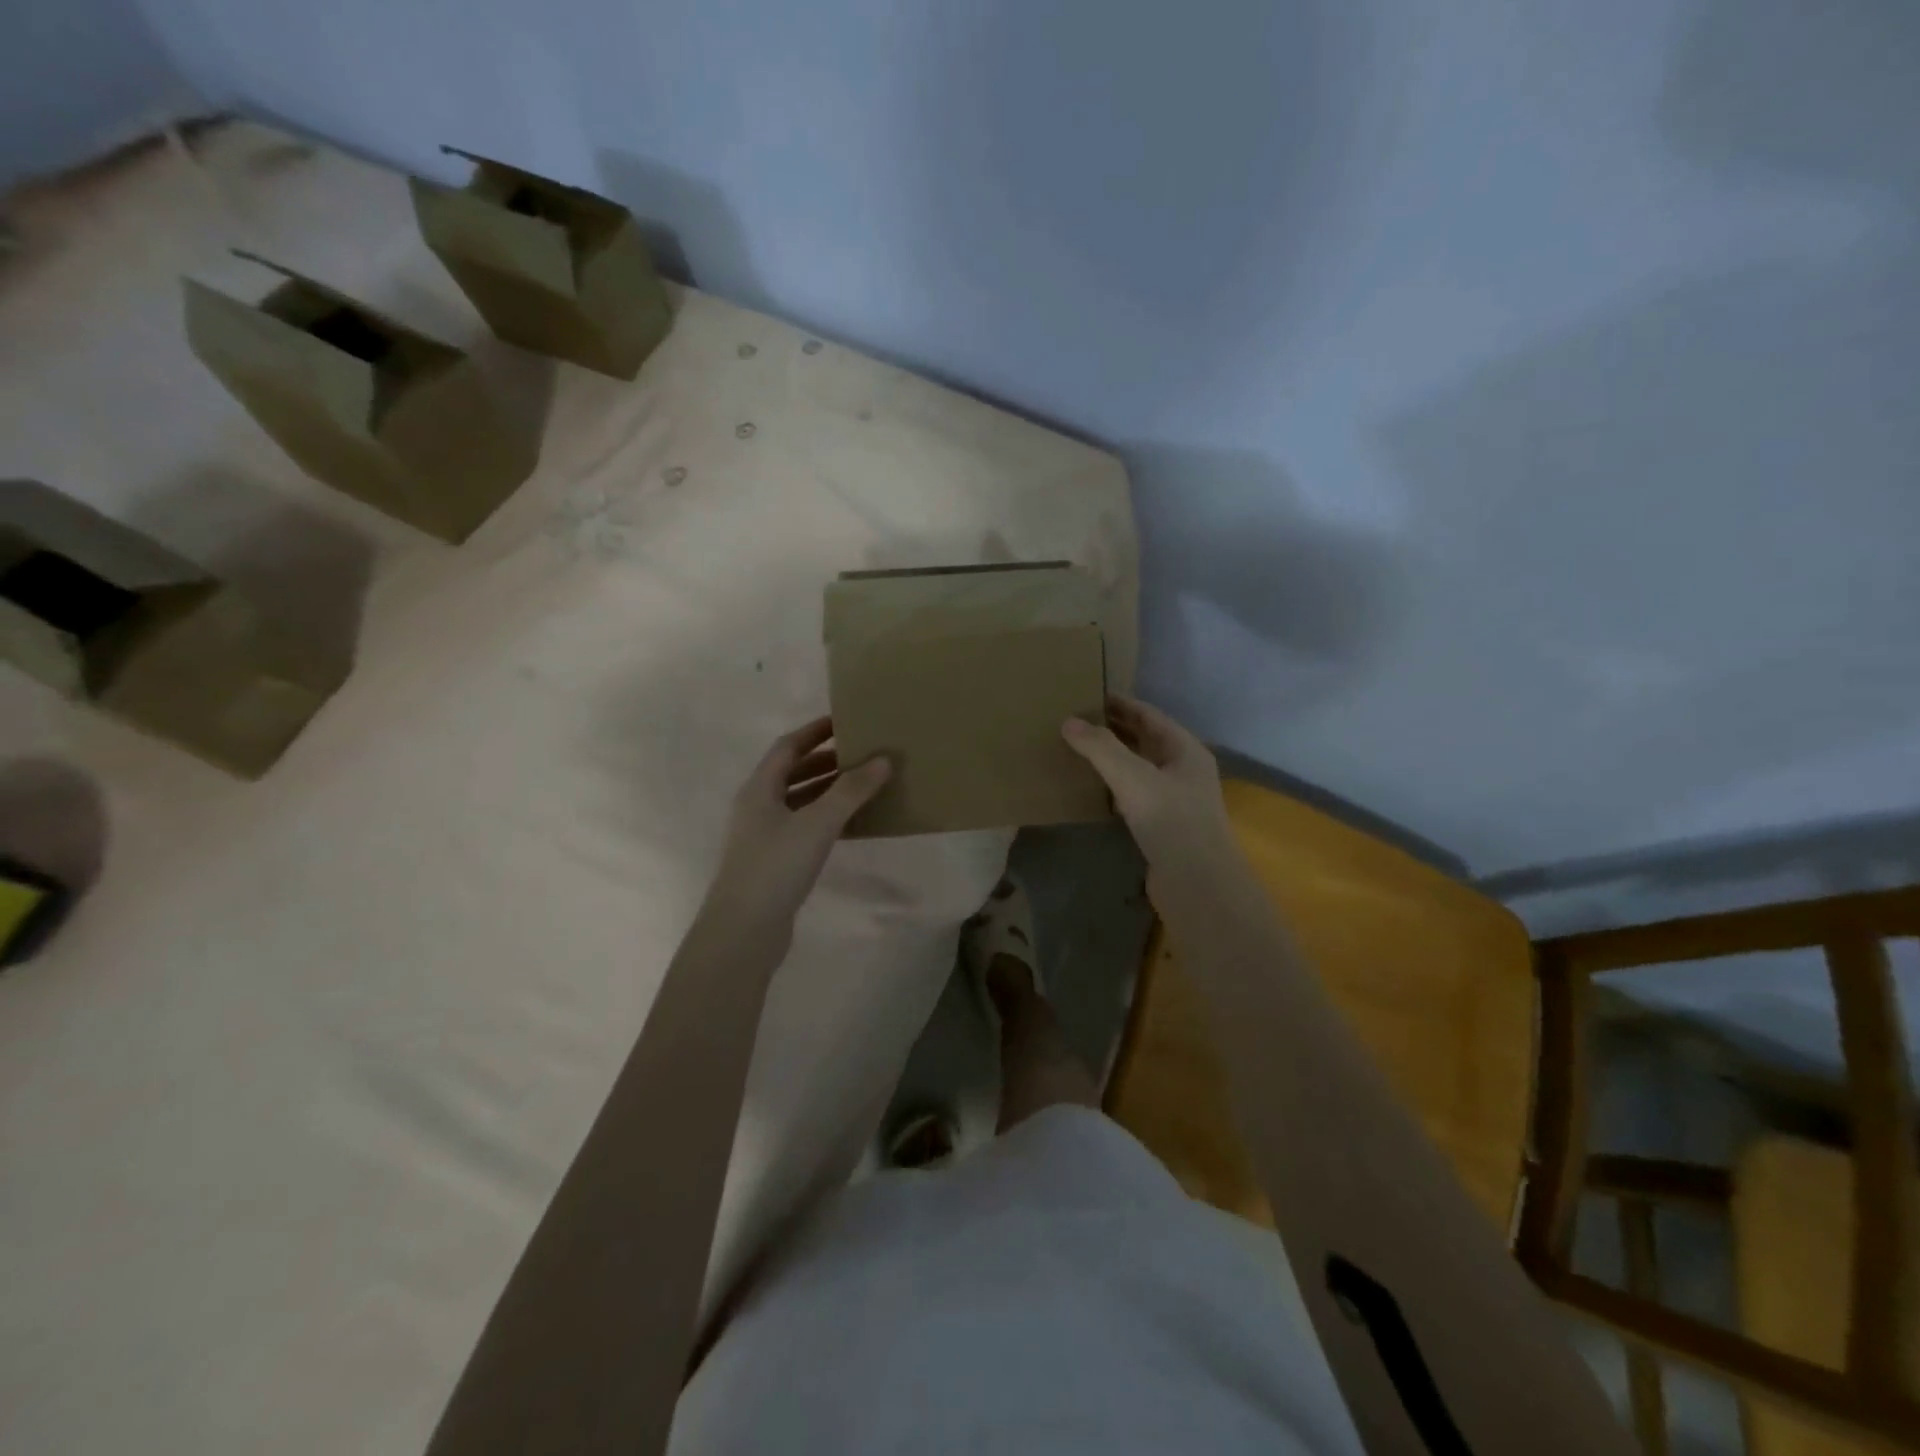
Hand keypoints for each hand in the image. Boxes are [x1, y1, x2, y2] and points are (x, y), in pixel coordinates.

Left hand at [704, 716, 890, 938]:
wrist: (744, 931)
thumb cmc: (776, 867)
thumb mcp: (817, 823)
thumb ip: (851, 790)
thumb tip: (883, 759)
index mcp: (759, 789)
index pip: (788, 747)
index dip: (815, 731)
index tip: (845, 721)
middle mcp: (757, 807)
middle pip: (792, 772)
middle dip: (825, 760)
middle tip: (861, 752)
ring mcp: (764, 836)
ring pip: (799, 801)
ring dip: (828, 789)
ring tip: (863, 783)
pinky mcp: (774, 861)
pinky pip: (804, 827)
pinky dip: (827, 818)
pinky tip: (852, 823)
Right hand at [1062, 696, 1230, 864]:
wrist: (1198, 885)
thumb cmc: (1172, 822)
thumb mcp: (1133, 777)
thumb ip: (1101, 748)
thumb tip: (1068, 722)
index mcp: (1185, 750)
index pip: (1149, 715)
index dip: (1120, 704)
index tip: (1087, 695)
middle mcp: (1183, 770)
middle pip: (1144, 741)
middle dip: (1112, 730)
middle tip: (1074, 721)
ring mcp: (1174, 800)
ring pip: (1138, 769)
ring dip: (1111, 759)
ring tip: (1076, 750)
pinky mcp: (1161, 826)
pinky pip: (1133, 796)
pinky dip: (1112, 787)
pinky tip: (1089, 789)